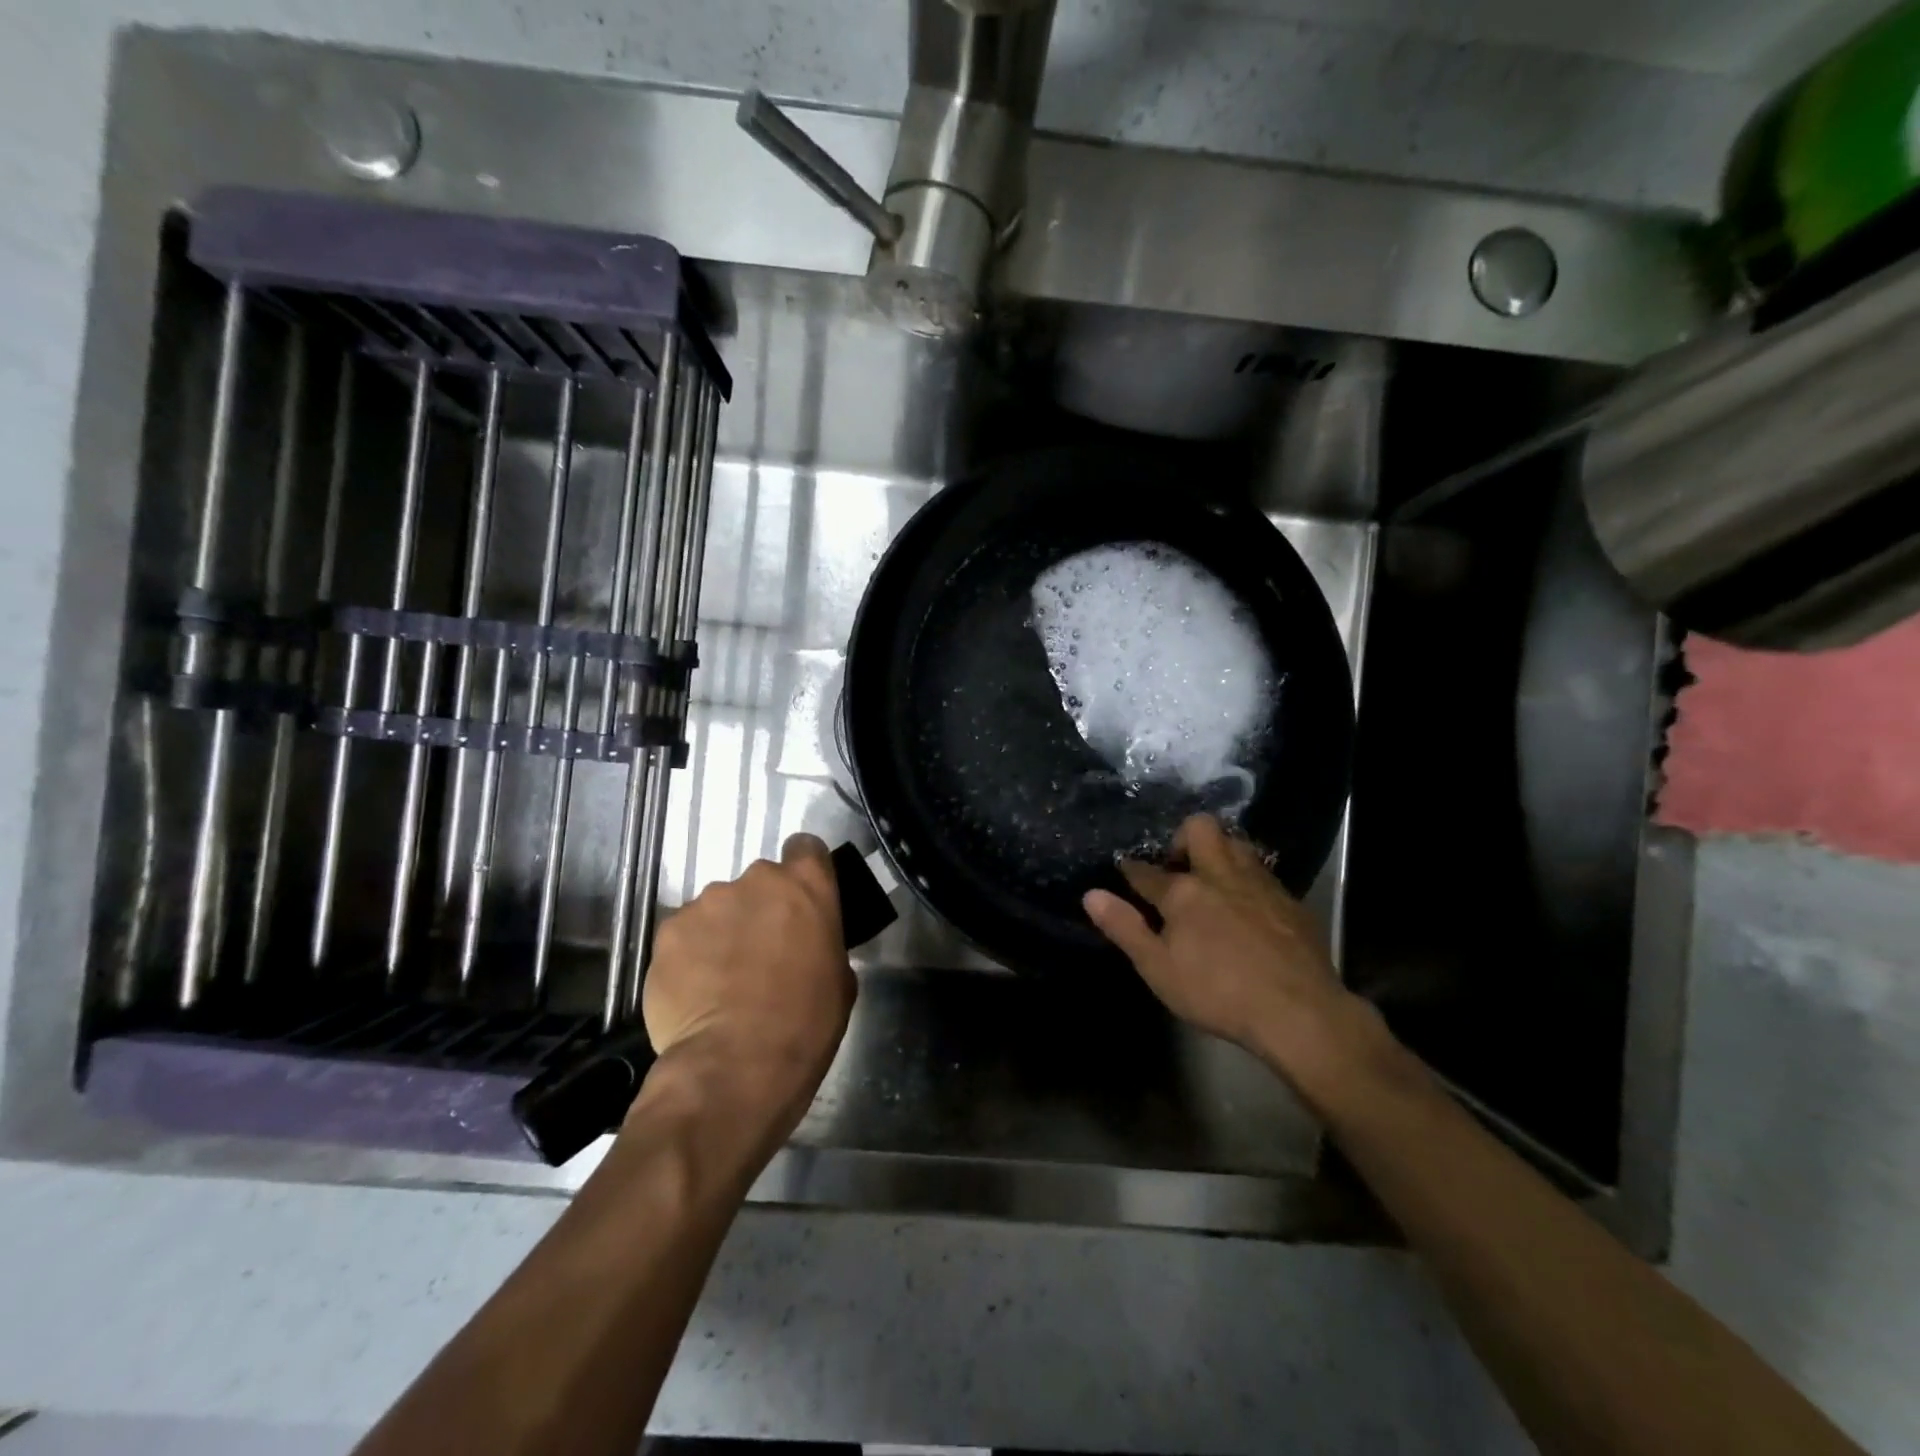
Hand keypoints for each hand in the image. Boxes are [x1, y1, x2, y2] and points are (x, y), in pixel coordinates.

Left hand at [640, 833, 855, 1132]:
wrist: (737, 1064)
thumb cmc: (806, 1023)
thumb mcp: (840, 979)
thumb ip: (821, 942)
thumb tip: (805, 945)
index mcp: (806, 885)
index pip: (806, 848)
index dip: (803, 871)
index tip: (800, 901)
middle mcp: (755, 880)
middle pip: (758, 883)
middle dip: (759, 910)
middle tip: (761, 954)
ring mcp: (706, 903)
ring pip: (717, 909)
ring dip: (722, 933)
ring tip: (721, 981)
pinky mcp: (667, 932)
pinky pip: (684, 936)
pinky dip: (690, 957)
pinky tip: (695, 994)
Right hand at [1083, 814, 1385, 1102]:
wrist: (1300, 1012)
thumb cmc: (1218, 993)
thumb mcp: (1159, 969)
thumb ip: (1124, 928)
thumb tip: (1091, 894)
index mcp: (1184, 892)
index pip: (1147, 871)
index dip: (1131, 870)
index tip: (1126, 871)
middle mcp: (1221, 875)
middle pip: (1200, 829)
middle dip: (1182, 837)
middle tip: (1179, 869)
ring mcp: (1260, 883)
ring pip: (1236, 843)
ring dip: (1220, 852)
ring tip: (1213, 882)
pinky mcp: (1290, 900)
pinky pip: (1264, 872)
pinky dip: (1248, 880)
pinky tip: (1249, 909)